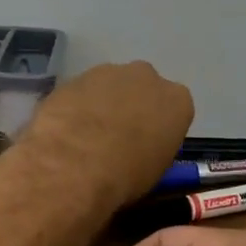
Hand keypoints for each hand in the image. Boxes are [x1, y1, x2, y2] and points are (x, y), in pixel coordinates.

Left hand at [23, 61, 192, 209]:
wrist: (73, 163)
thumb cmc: (125, 174)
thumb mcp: (155, 170)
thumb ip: (154, 148)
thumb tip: (141, 150)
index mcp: (177, 100)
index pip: (174, 109)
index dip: (159, 128)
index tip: (147, 145)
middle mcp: (148, 77)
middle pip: (143, 89)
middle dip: (132, 107)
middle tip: (117, 137)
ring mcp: (110, 72)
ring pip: (111, 86)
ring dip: (103, 104)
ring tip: (87, 136)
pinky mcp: (76, 76)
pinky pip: (83, 91)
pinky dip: (78, 106)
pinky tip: (67, 130)